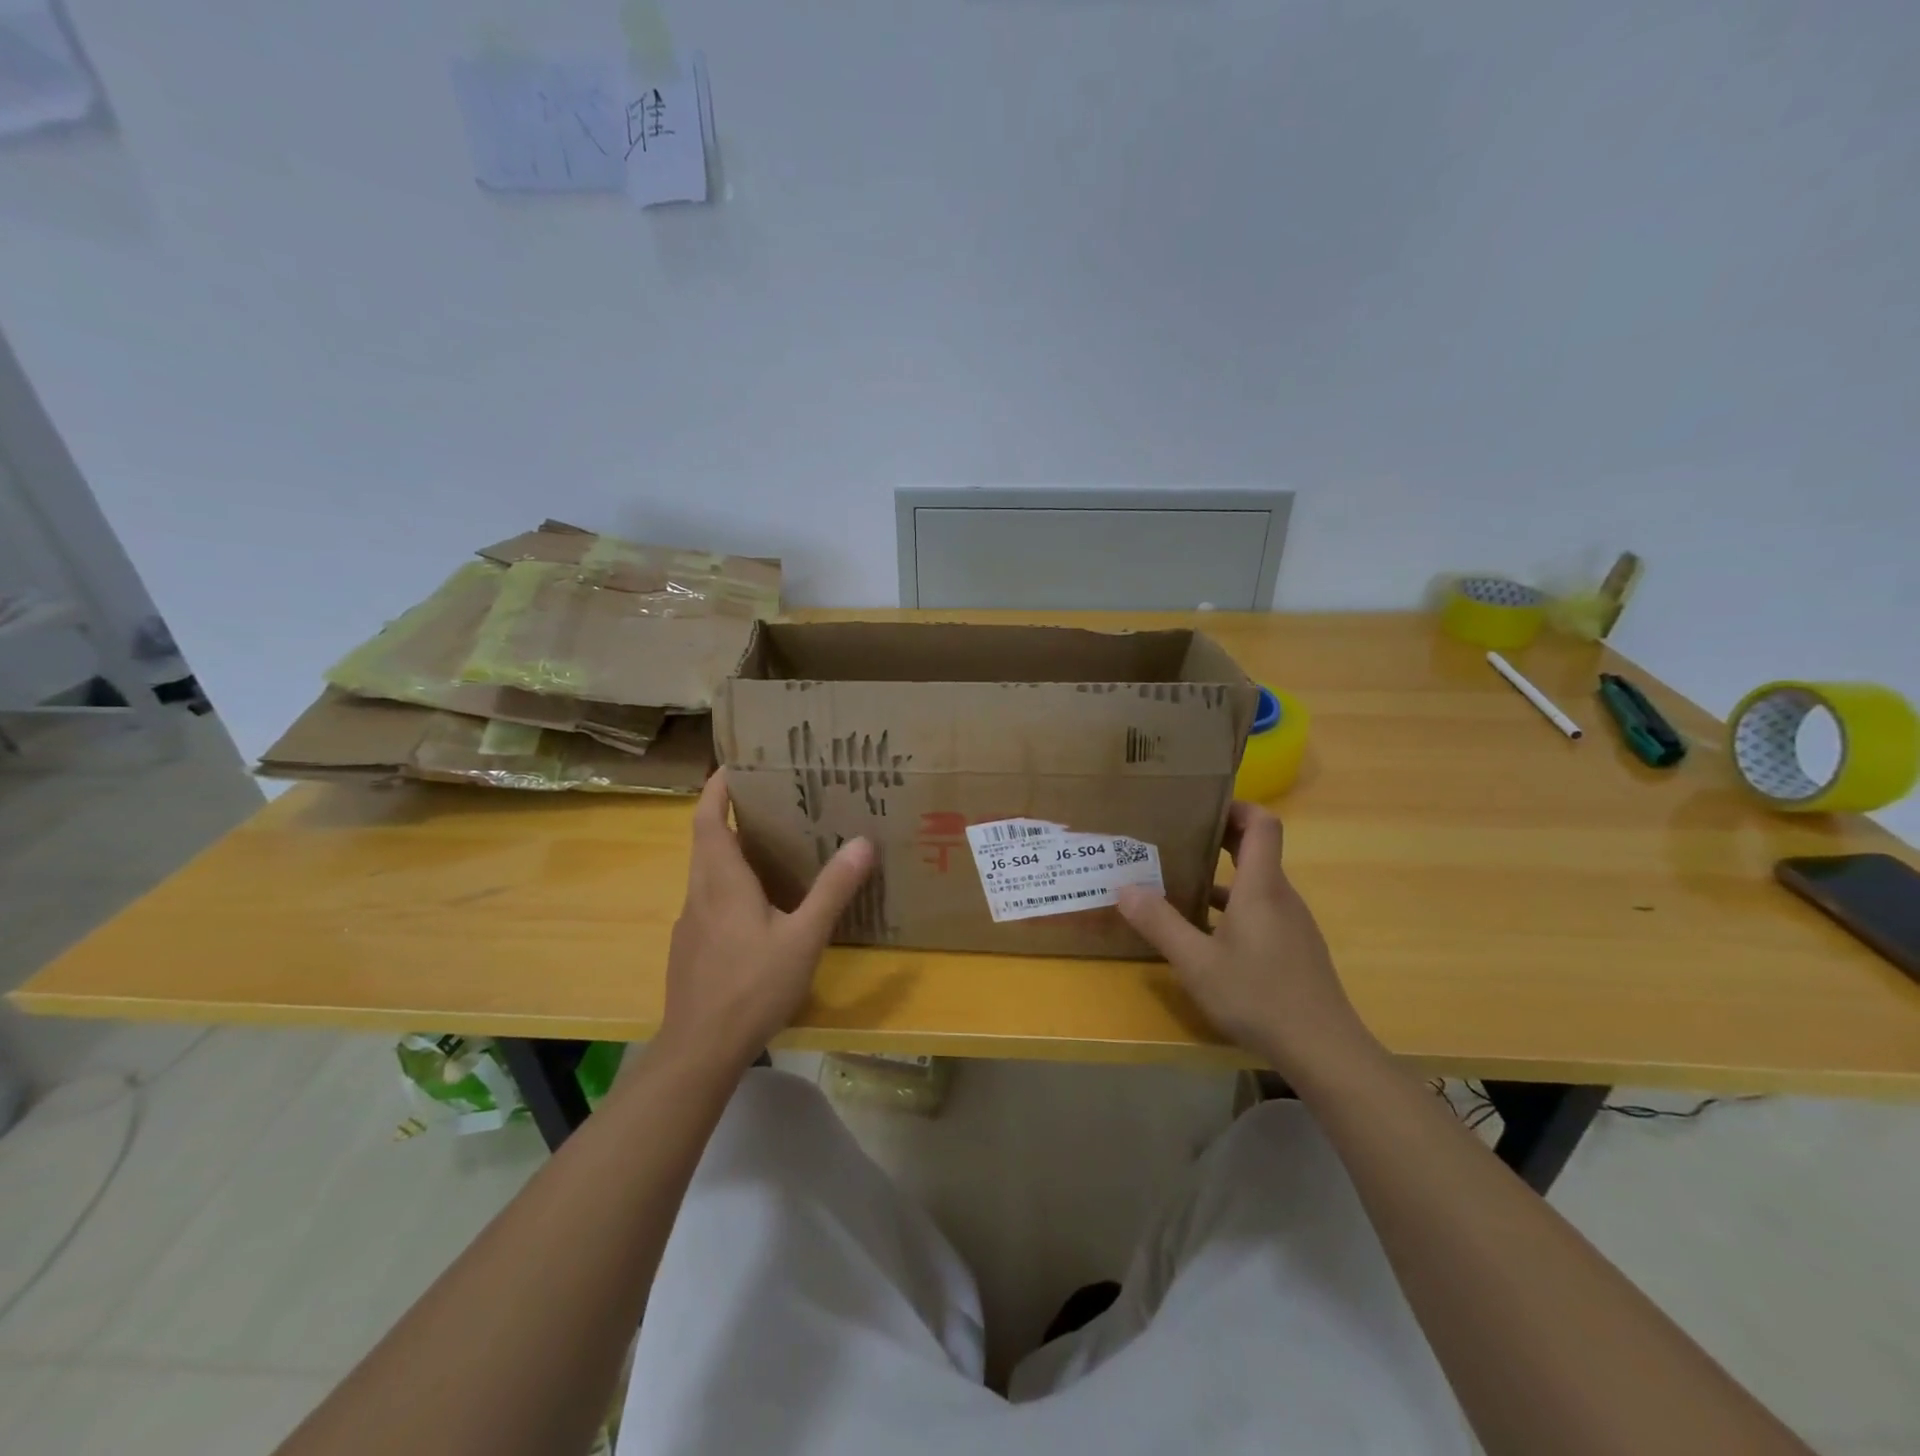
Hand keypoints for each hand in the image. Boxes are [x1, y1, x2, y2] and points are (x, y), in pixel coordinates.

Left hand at [659, 771, 875, 1069]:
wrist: (699, 1050)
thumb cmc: (752, 986)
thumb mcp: (803, 937)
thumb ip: (832, 890)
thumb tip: (862, 842)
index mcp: (721, 880)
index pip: (709, 817)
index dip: (718, 787)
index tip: (737, 765)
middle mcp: (700, 892)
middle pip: (708, 840)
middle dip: (733, 814)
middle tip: (773, 801)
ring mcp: (691, 923)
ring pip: (708, 872)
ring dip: (733, 851)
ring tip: (774, 847)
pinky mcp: (691, 948)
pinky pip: (710, 900)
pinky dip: (731, 885)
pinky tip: (761, 908)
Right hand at [1117, 802, 1372, 1080]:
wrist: (1324, 1051)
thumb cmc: (1258, 996)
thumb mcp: (1197, 963)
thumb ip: (1160, 924)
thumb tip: (1124, 889)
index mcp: (1262, 887)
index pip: (1263, 824)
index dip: (1236, 807)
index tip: (1200, 806)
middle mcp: (1281, 897)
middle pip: (1257, 849)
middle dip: (1218, 837)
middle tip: (1176, 837)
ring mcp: (1292, 924)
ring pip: (1256, 884)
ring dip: (1222, 876)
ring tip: (1179, 883)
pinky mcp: (1294, 949)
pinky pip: (1261, 911)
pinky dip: (1233, 908)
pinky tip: (1205, 934)